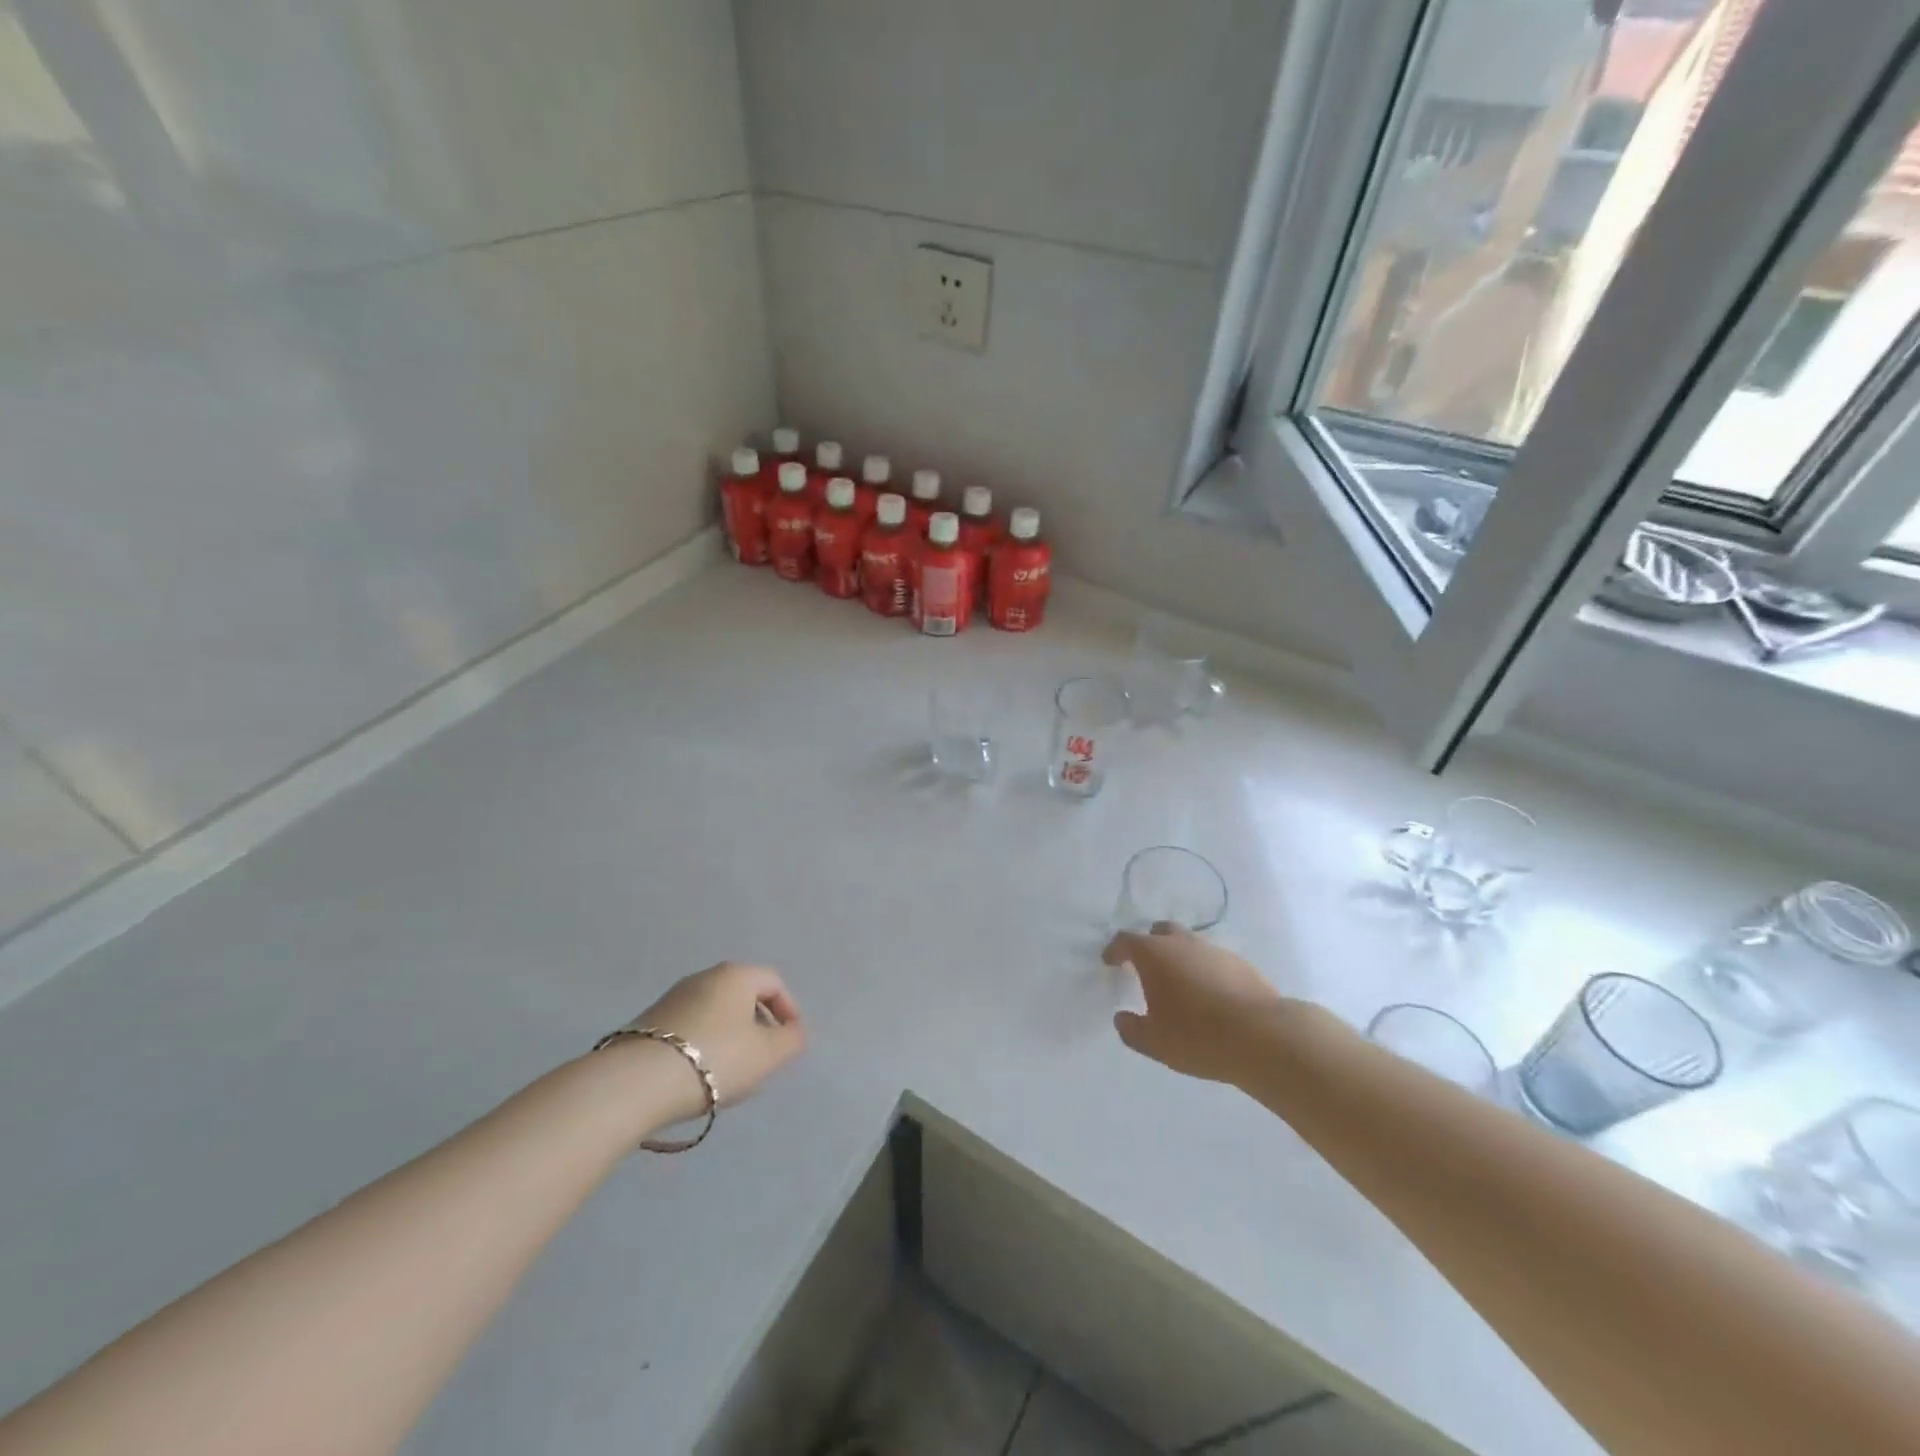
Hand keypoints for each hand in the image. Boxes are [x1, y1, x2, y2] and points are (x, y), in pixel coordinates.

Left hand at [629, 962, 805, 1112]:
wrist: (637, 1083)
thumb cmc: (715, 1059)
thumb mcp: (768, 1055)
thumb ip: (792, 1040)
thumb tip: (794, 1032)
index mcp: (736, 975)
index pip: (773, 982)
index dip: (789, 1009)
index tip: (790, 1040)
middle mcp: (704, 977)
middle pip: (743, 995)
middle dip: (759, 1024)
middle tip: (764, 1057)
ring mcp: (673, 997)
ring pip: (715, 1012)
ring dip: (730, 1036)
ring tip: (731, 1071)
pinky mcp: (649, 1022)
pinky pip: (691, 1026)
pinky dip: (704, 1044)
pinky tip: (700, 1074)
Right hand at [1103, 924, 1288, 1084]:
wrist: (1262, 1036)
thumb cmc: (1197, 1036)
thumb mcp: (1154, 1042)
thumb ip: (1131, 1029)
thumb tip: (1122, 1018)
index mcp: (1155, 955)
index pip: (1126, 940)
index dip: (1115, 950)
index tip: (1110, 961)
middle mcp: (1183, 943)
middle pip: (1161, 932)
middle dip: (1150, 944)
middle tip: (1146, 966)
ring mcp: (1215, 951)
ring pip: (1190, 945)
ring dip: (1181, 958)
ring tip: (1181, 985)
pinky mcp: (1242, 964)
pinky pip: (1214, 961)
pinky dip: (1205, 971)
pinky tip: (1210, 996)